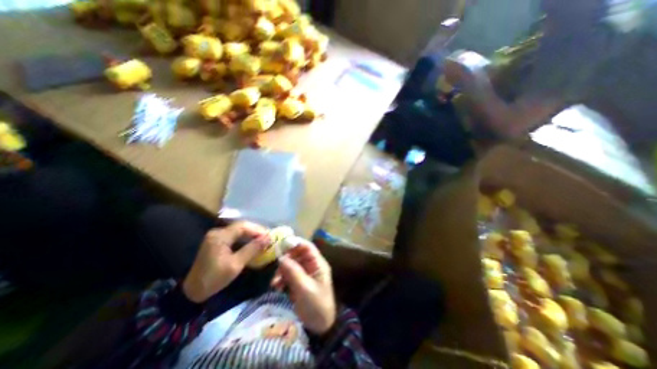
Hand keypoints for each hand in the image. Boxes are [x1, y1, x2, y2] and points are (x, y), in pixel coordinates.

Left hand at [182, 222, 268, 302]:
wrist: (192, 292)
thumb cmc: (214, 279)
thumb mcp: (236, 265)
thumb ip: (252, 249)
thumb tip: (268, 239)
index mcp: (220, 236)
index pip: (243, 226)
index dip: (257, 229)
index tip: (269, 236)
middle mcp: (218, 232)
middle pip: (241, 226)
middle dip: (256, 231)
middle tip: (268, 237)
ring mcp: (216, 236)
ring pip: (239, 230)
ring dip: (251, 234)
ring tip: (263, 240)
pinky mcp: (217, 241)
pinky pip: (234, 235)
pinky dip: (245, 238)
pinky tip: (252, 242)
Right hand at [271, 241, 335, 335]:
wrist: (320, 327)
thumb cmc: (316, 306)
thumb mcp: (304, 289)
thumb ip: (293, 272)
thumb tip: (281, 257)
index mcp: (318, 263)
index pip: (307, 247)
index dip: (295, 243)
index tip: (281, 246)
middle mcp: (311, 265)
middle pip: (297, 254)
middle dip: (286, 260)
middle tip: (276, 268)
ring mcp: (305, 273)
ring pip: (291, 264)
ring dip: (282, 271)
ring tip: (275, 283)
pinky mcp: (299, 282)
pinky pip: (289, 275)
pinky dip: (282, 279)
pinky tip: (277, 287)